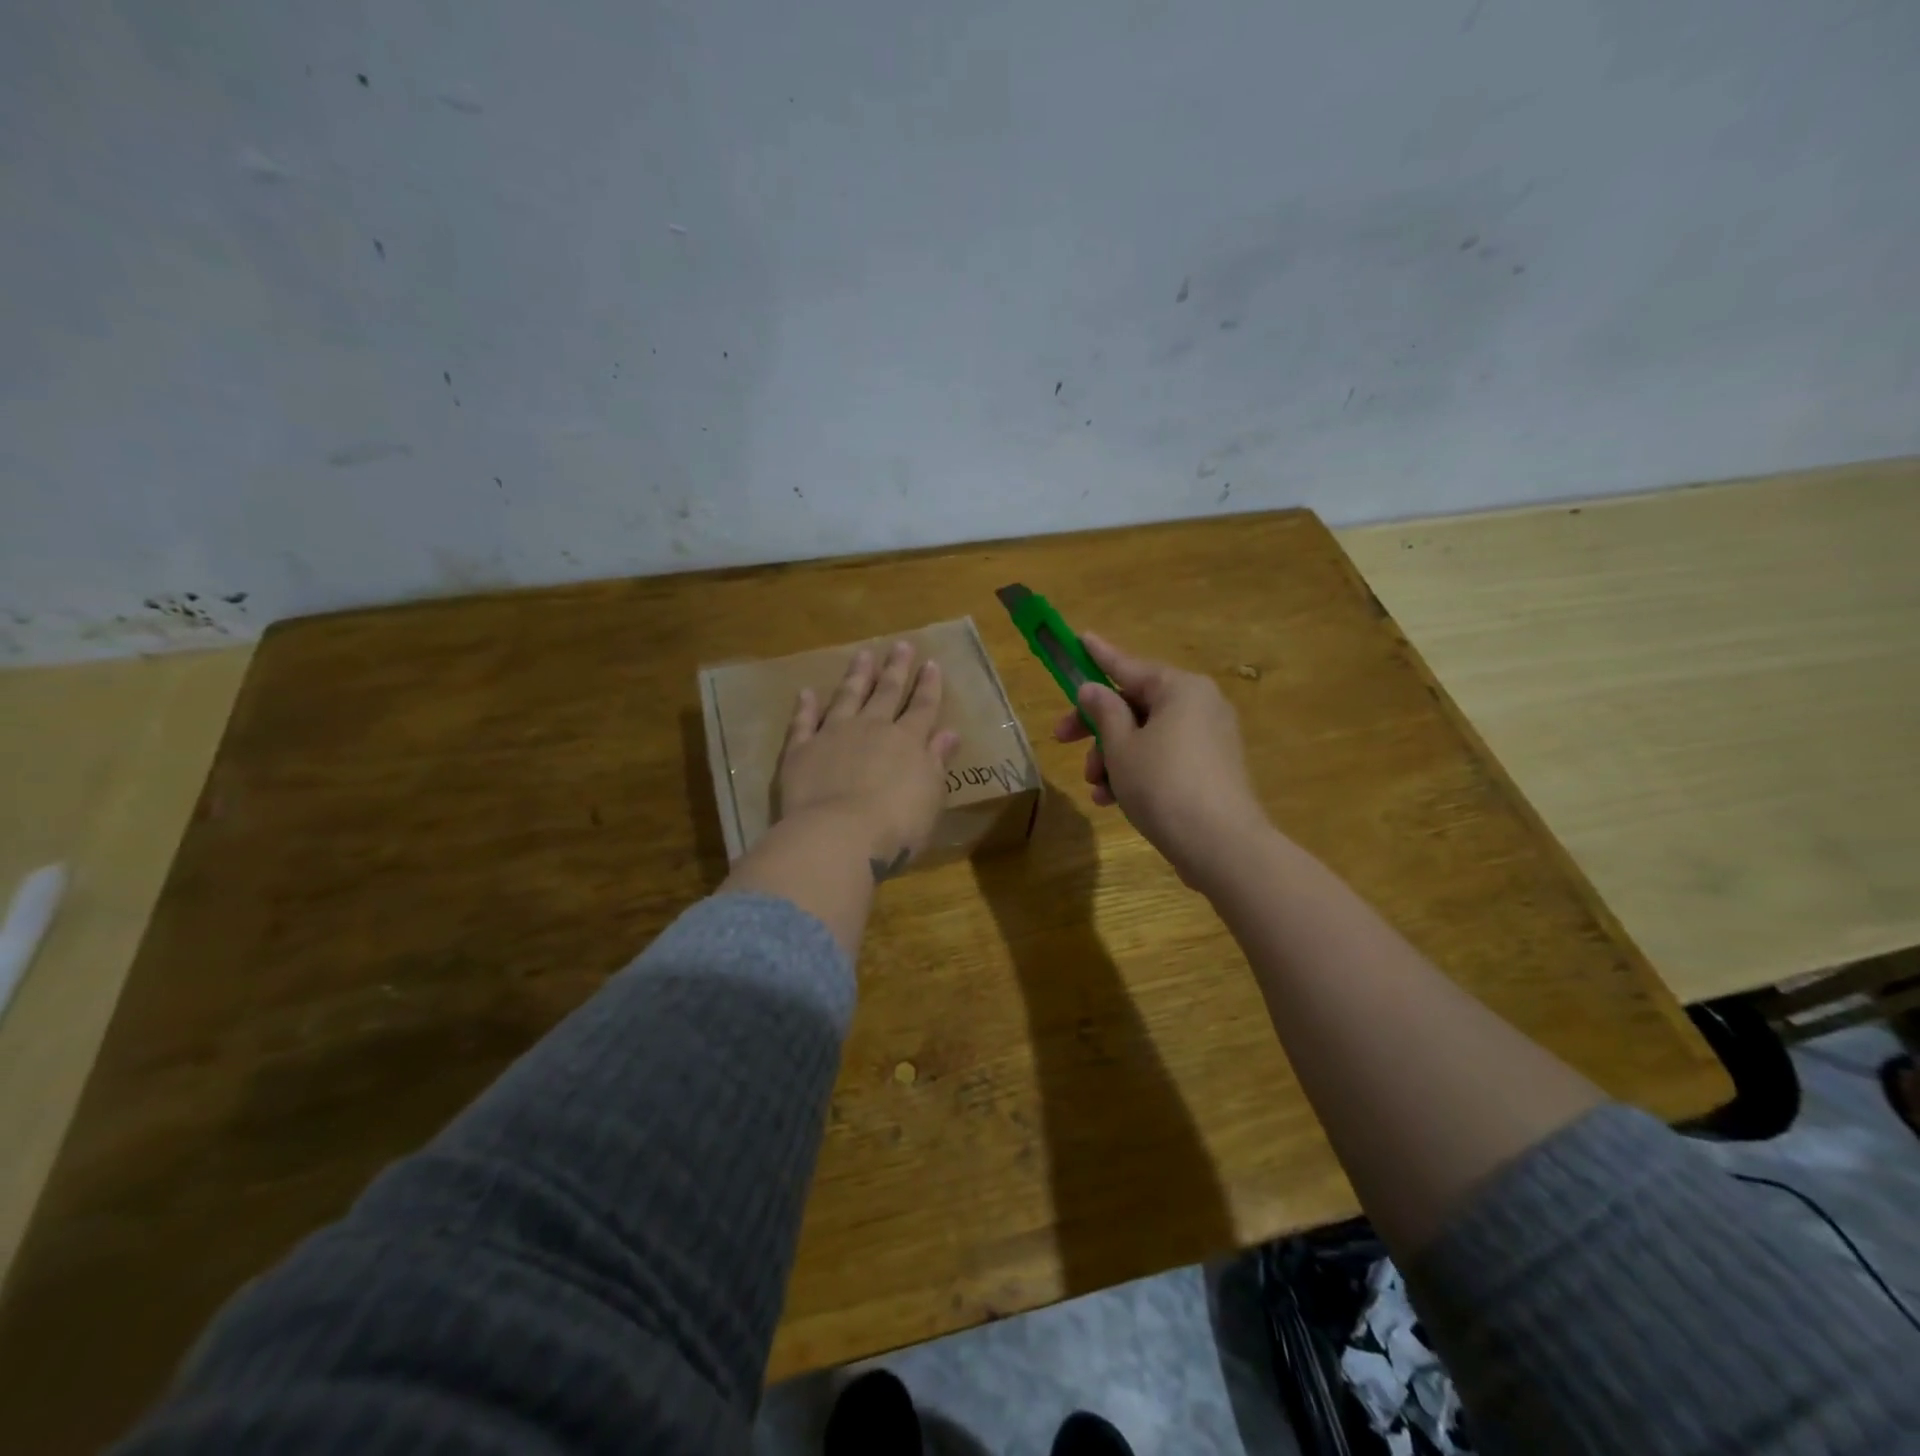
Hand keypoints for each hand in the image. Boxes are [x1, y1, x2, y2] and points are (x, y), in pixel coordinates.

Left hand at [777, 641, 960, 880]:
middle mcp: (872, 729)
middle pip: (886, 692)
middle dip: (896, 669)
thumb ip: (937, 761)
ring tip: (863, 655)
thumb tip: (949, 733)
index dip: (929, 686)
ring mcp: (834, 735)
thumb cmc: (896, 825)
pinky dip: (806, 707)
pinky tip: (807, 692)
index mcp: (908, 741)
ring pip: (847, 697)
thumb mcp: (930, 796)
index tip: (932, 664)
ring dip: (856, 676)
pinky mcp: (801, 750)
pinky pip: (804, 722)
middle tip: (901, 645)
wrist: (839, 836)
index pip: (922, 707)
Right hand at [1054, 632, 1267, 886]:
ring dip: (1114, 757)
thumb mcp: (1121, 747)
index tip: (1079, 638)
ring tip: (1096, 787)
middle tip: (1062, 739)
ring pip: (1147, 736)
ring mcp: (1210, 738)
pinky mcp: (1212, 770)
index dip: (1098, 656)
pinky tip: (1114, 800)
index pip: (1129, 666)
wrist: (1220, 845)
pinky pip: (1165, 758)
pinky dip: (1138, 772)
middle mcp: (1200, 705)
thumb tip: (1092, 689)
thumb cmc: (1162, 784)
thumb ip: (1103, 713)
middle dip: (1097, 728)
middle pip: (1135, 705)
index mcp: (1180, 689)